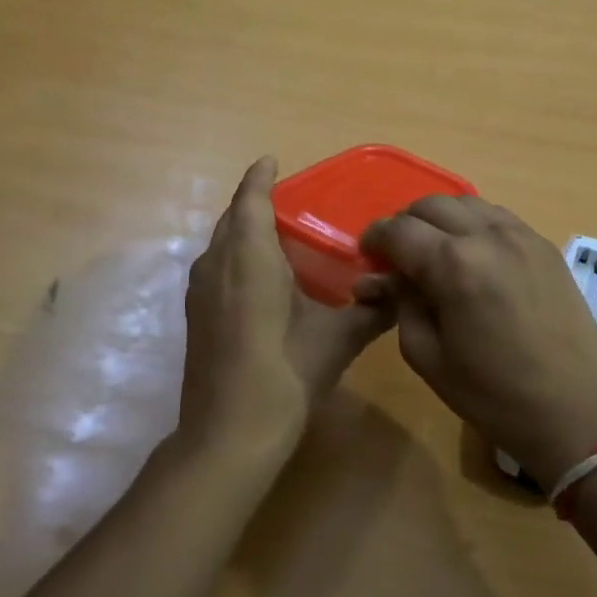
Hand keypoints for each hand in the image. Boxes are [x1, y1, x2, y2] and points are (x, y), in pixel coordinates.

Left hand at [180, 157, 393, 464]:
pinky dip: (235, 258)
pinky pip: (216, 268)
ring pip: (220, 245)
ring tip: (277, 236)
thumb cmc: (285, 375)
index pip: (251, 201)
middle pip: (232, 220)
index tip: (272, 161)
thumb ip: (370, 311)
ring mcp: (200, 293)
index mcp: (249, 258)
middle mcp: (217, 265)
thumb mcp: (336, 340)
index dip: (260, 178)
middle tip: (289, 202)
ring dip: (243, 232)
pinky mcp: (196, 318)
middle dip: (254, 203)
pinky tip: (260, 280)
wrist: (228, 435)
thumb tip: (400, 292)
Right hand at [359, 197, 596, 487]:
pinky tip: (472, 253)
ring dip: (441, 219)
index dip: (375, 238)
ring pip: (467, 203)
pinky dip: (474, 224)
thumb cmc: (493, 394)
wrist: (575, 410)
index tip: (367, 253)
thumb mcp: (427, 355)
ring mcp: (522, 235)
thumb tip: (387, 278)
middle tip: (398, 255)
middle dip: (406, 224)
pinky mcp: (545, 245)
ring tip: (434, 250)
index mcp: (453, 264)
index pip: (399, 230)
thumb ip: (401, 304)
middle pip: (431, 204)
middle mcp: (487, 236)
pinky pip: (498, 217)